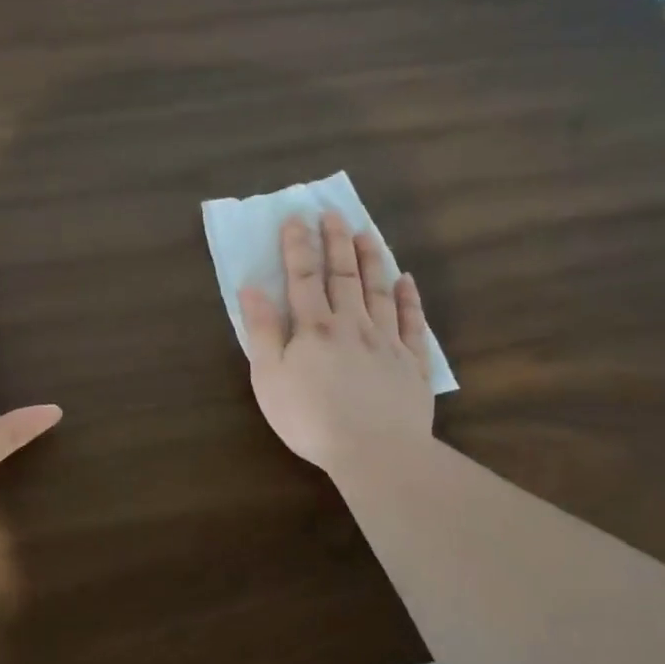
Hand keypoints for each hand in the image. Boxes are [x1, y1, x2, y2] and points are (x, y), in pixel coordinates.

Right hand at [240, 211, 433, 474]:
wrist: (374, 451)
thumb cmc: (310, 418)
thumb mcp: (269, 378)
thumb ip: (262, 331)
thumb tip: (252, 288)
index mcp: (314, 328)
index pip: (303, 278)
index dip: (298, 247)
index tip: (296, 217)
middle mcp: (352, 325)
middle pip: (343, 276)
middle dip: (336, 242)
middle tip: (333, 212)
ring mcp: (387, 341)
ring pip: (379, 291)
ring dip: (372, 260)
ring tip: (367, 233)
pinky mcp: (412, 363)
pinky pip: (413, 323)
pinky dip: (410, 299)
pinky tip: (407, 281)